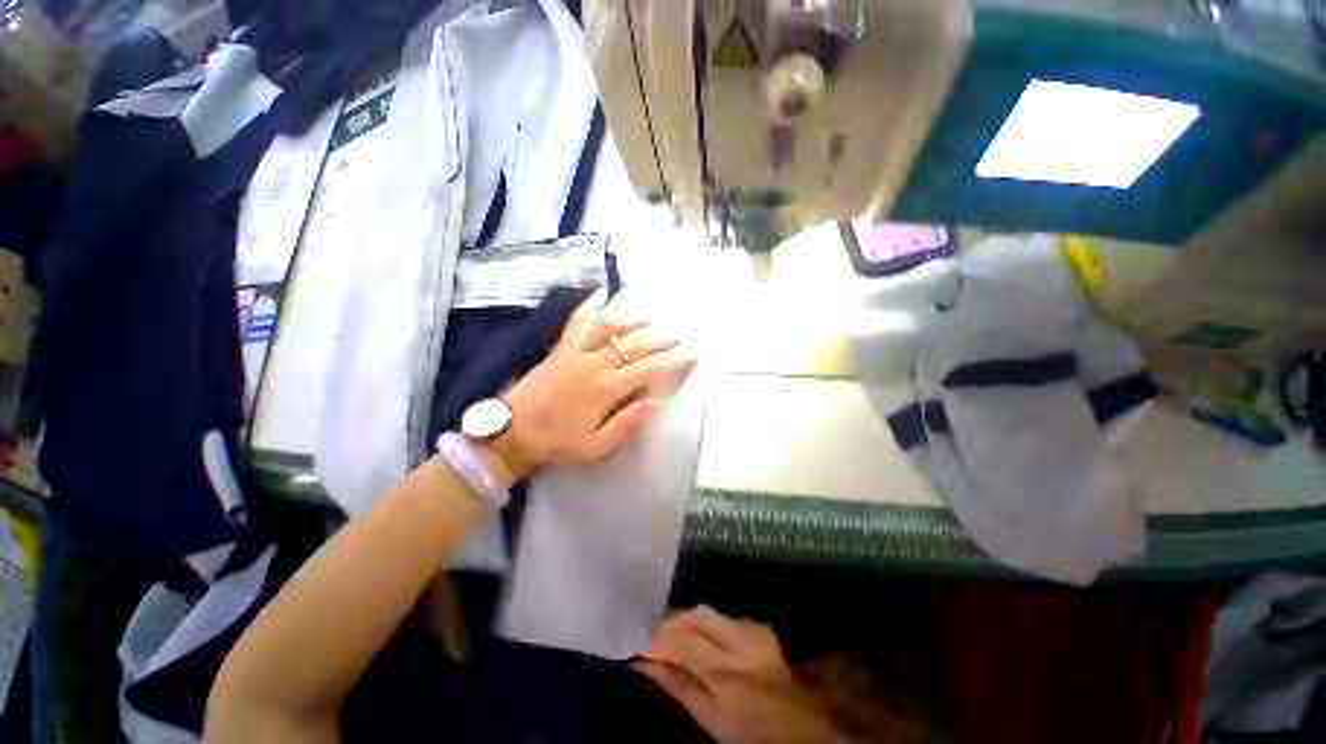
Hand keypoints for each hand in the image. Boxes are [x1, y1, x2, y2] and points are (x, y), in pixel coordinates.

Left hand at [503, 288, 694, 471]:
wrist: (512, 431)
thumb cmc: (557, 441)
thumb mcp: (596, 446)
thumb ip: (627, 423)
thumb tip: (656, 401)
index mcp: (608, 389)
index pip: (649, 369)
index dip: (673, 361)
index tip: (691, 354)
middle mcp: (596, 363)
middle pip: (635, 344)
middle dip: (662, 338)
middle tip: (680, 334)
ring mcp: (577, 350)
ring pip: (610, 325)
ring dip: (633, 317)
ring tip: (651, 314)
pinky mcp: (562, 346)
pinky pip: (578, 319)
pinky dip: (591, 303)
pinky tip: (603, 291)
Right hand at [636, 606, 841, 743]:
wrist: (805, 731)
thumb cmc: (754, 735)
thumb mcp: (712, 723)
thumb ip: (680, 689)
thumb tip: (647, 665)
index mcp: (727, 675)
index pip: (684, 644)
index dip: (658, 643)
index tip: (641, 648)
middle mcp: (741, 645)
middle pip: (698, 616)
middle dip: (671, 621)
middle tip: (654, 635)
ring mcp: (754, 634)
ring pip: (710, 611)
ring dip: (686, 619)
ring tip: (671, 633)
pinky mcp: (761, 630)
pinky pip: (725, 617)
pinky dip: (707, 622)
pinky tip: (700, 634)